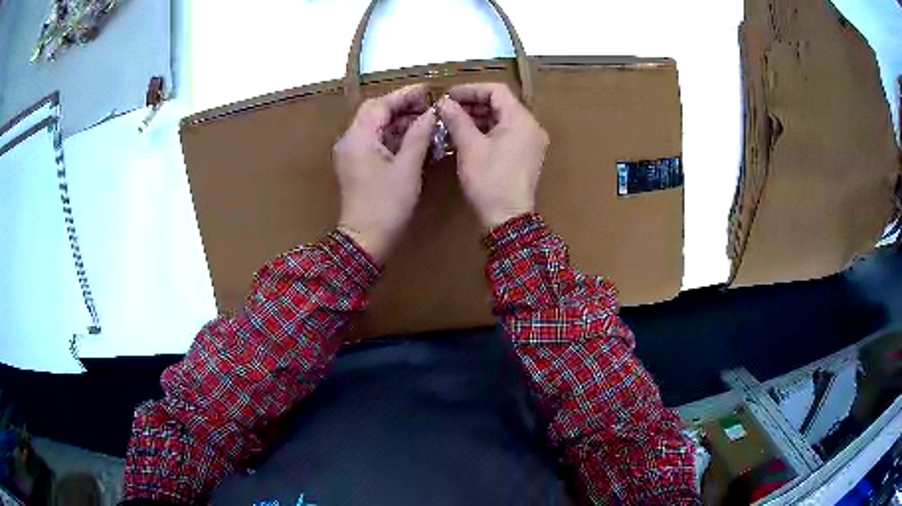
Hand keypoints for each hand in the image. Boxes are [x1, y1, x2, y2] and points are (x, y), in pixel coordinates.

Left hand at [334, 84, 435, 262]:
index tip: (427, 90)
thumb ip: (419, 135)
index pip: (380, 104)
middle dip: (402, 107)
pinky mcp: (356, 165)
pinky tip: (415, 138)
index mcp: (358, 137)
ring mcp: (351, 154)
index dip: (404, 95)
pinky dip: (393, 137)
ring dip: (399, 122)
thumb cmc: (387, 204)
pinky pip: (375, 142)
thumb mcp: (408, 167)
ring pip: (375, 127)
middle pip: (375, 113)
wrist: (365, 239)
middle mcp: (350, 140)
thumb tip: (432, 113)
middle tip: (429, 106)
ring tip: (427, 121)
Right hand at [437, 83, 548, 230]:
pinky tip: (466, 136)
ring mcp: (530, 142)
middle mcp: (531, 127)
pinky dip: (487, 131)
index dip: (470, 89)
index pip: (497, 90)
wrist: (508, 219)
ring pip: (502, 119)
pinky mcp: (526, 155)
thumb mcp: (470, 147)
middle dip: (472, 104)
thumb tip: (444, 102)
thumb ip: (457, 119)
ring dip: (478, 118)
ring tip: (452, 122)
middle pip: (501, 104)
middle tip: (447, 110)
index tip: (448, 96)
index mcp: (521, 120)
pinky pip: (506, 134)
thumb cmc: (489, 180)